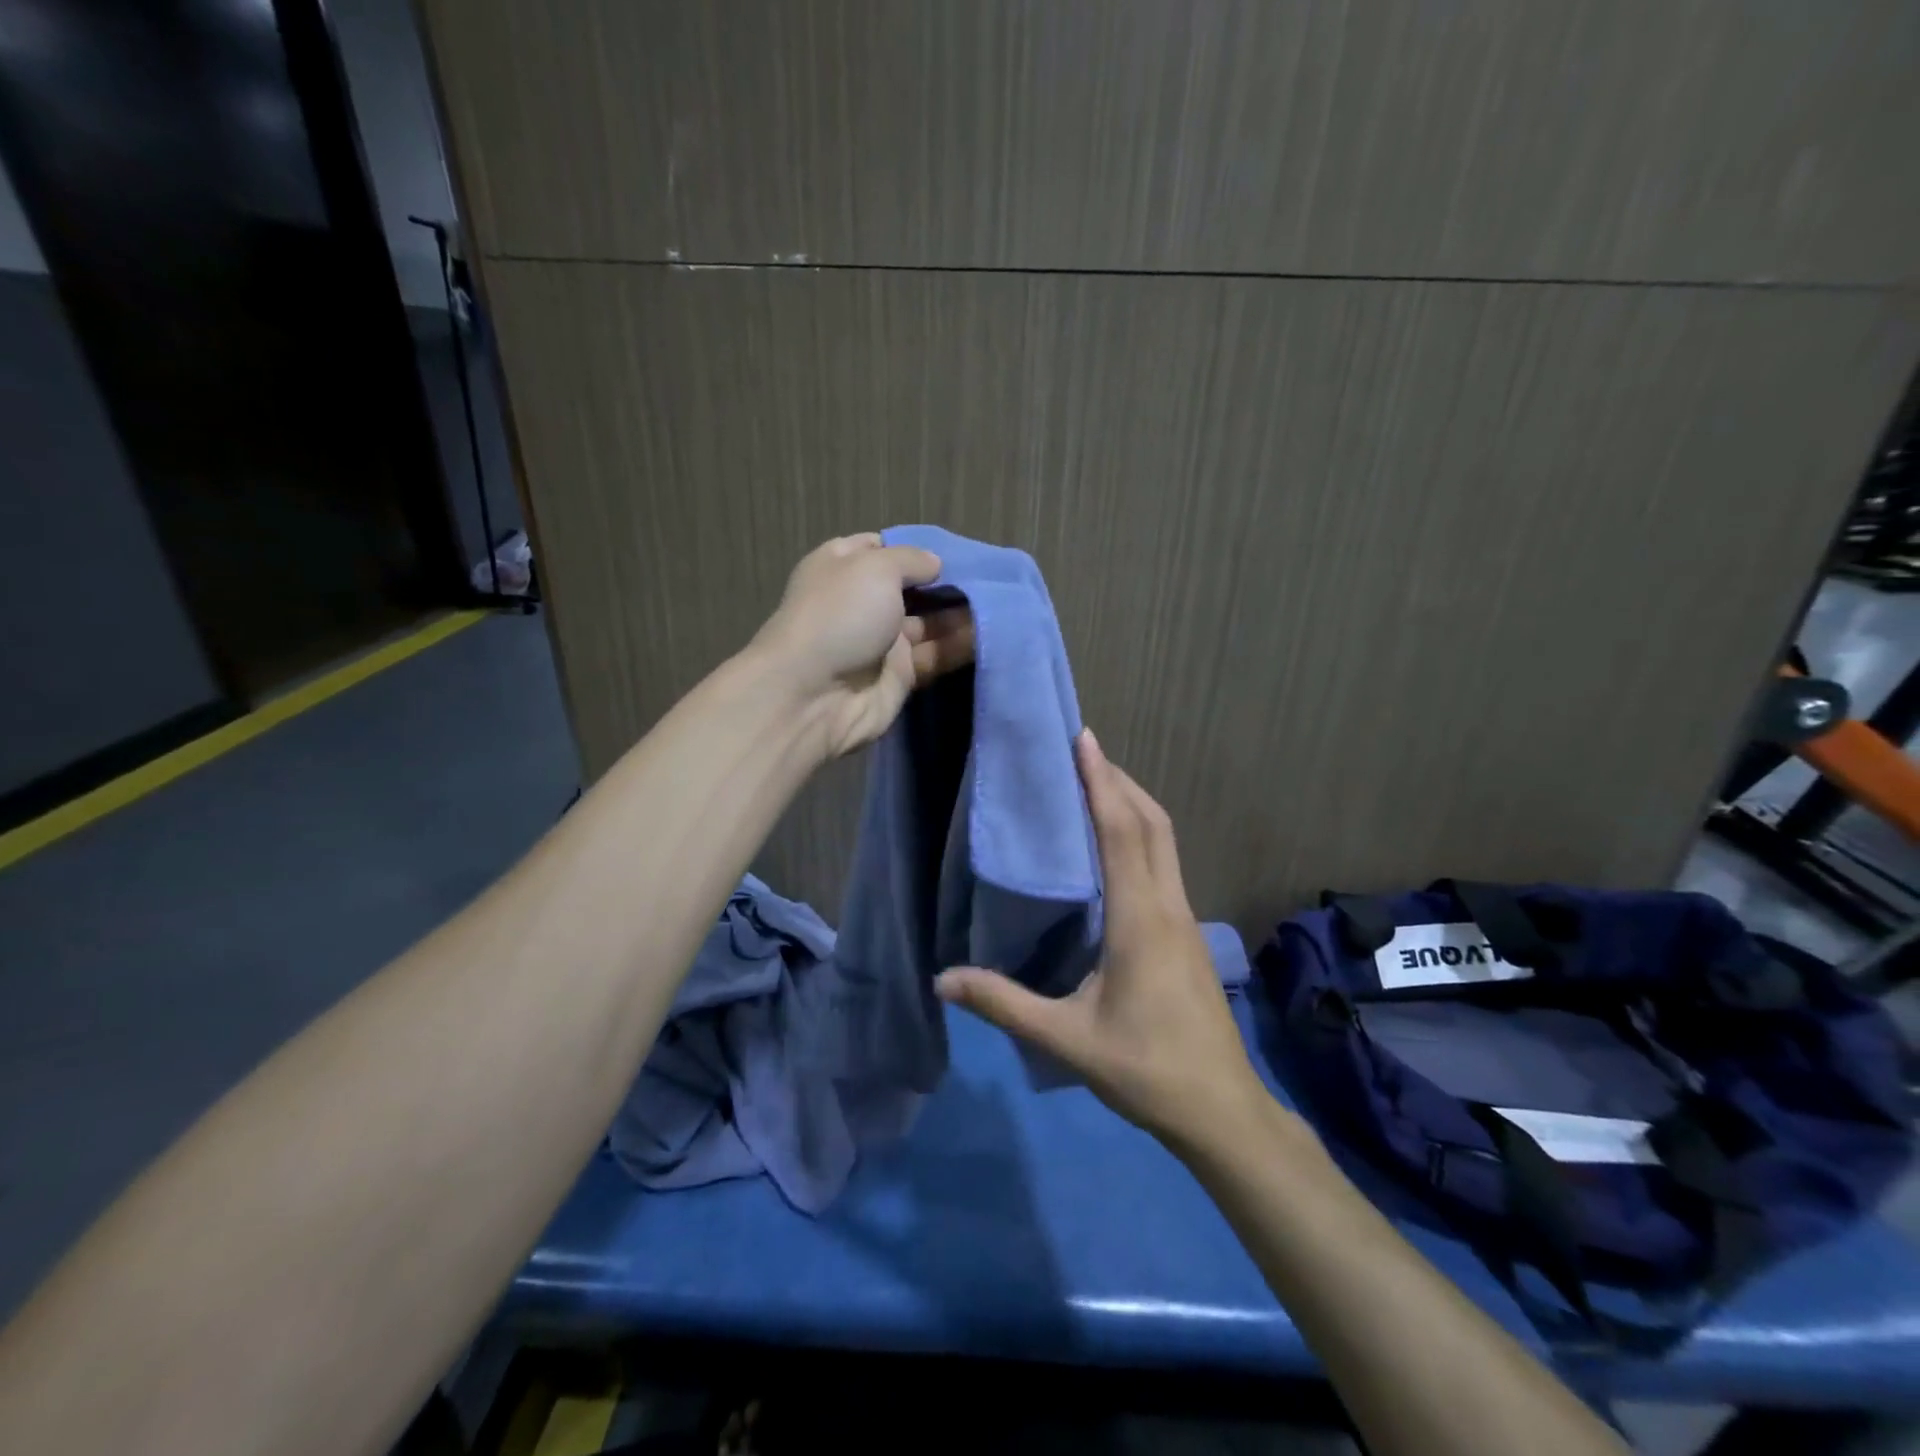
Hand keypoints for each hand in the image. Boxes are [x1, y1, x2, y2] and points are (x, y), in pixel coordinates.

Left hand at [751, 534, 975, 758]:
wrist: (813, 695)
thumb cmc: (839, 616)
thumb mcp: (875, 567)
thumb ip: (911, 560)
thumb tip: (934, 564)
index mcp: (844, 567)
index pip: (884, 549)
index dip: (916, 549)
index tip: (955, 551)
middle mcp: (863, 601)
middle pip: (913, 588)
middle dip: (948, 583)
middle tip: (992, 578)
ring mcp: (881, 641)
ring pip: (929, 623)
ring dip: (961, 615)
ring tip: (1002, 604)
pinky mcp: (900, 676)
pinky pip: (935, 656)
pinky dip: (960, 646)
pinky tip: (993, 634)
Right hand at [935, 731, 1268, 1150]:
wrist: (1222, 1110)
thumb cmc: (1146, 1069)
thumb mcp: (1067, 1039)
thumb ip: (1004, 1004)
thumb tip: (942, 980)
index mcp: (1139, 919)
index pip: (1121, 832)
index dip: (1101, 782)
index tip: (1083, 740)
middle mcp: (1167, 906)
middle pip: (1151, 824)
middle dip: (1119, 780)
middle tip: (1082, 752)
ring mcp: (1184, 918)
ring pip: (1164, 841)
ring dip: (1133, 804)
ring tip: (1096, 784)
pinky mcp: (1187, 933)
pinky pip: (1164, 864)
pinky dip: (1141, 835)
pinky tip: (1117, 847)